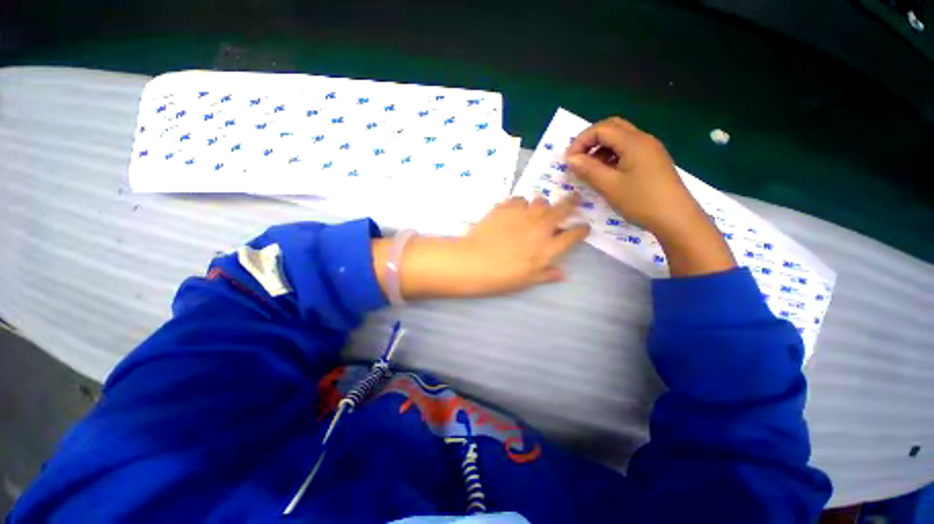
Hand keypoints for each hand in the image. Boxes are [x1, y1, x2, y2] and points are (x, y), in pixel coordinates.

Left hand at [372, 195, 589, 299]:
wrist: (473, 262)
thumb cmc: (501, 277)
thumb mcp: (527, 281)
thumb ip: (547, 274)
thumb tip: (563, 274)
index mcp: (548, 248)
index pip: (574, 234)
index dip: (581, 229)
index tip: (583, 227)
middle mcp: (540, 228)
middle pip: (563, 209)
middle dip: (572, 202)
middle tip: (573, 199)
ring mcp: (523, 215)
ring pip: (540, 201)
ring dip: (542, 205)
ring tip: (536, 210)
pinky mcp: (505, 208)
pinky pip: (518, 199)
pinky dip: (520, 204)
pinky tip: (514, 211)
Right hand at [566, 117, 734, 276]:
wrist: (676, 218)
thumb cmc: (641, 201)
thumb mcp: (609, 186)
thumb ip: (588, 169)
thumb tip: (570, 158)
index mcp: (634, 142)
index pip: (601, 129)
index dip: (581, 141)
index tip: (569, 161)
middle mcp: (643, 140)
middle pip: (612, 127)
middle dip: (590, 140)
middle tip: (577, 159)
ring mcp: (649, 150)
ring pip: (620, 139)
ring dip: (600, 148)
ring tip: (589, 169)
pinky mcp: (651, 161)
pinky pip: (627, 150)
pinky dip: (611, 156)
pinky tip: (606, 173)